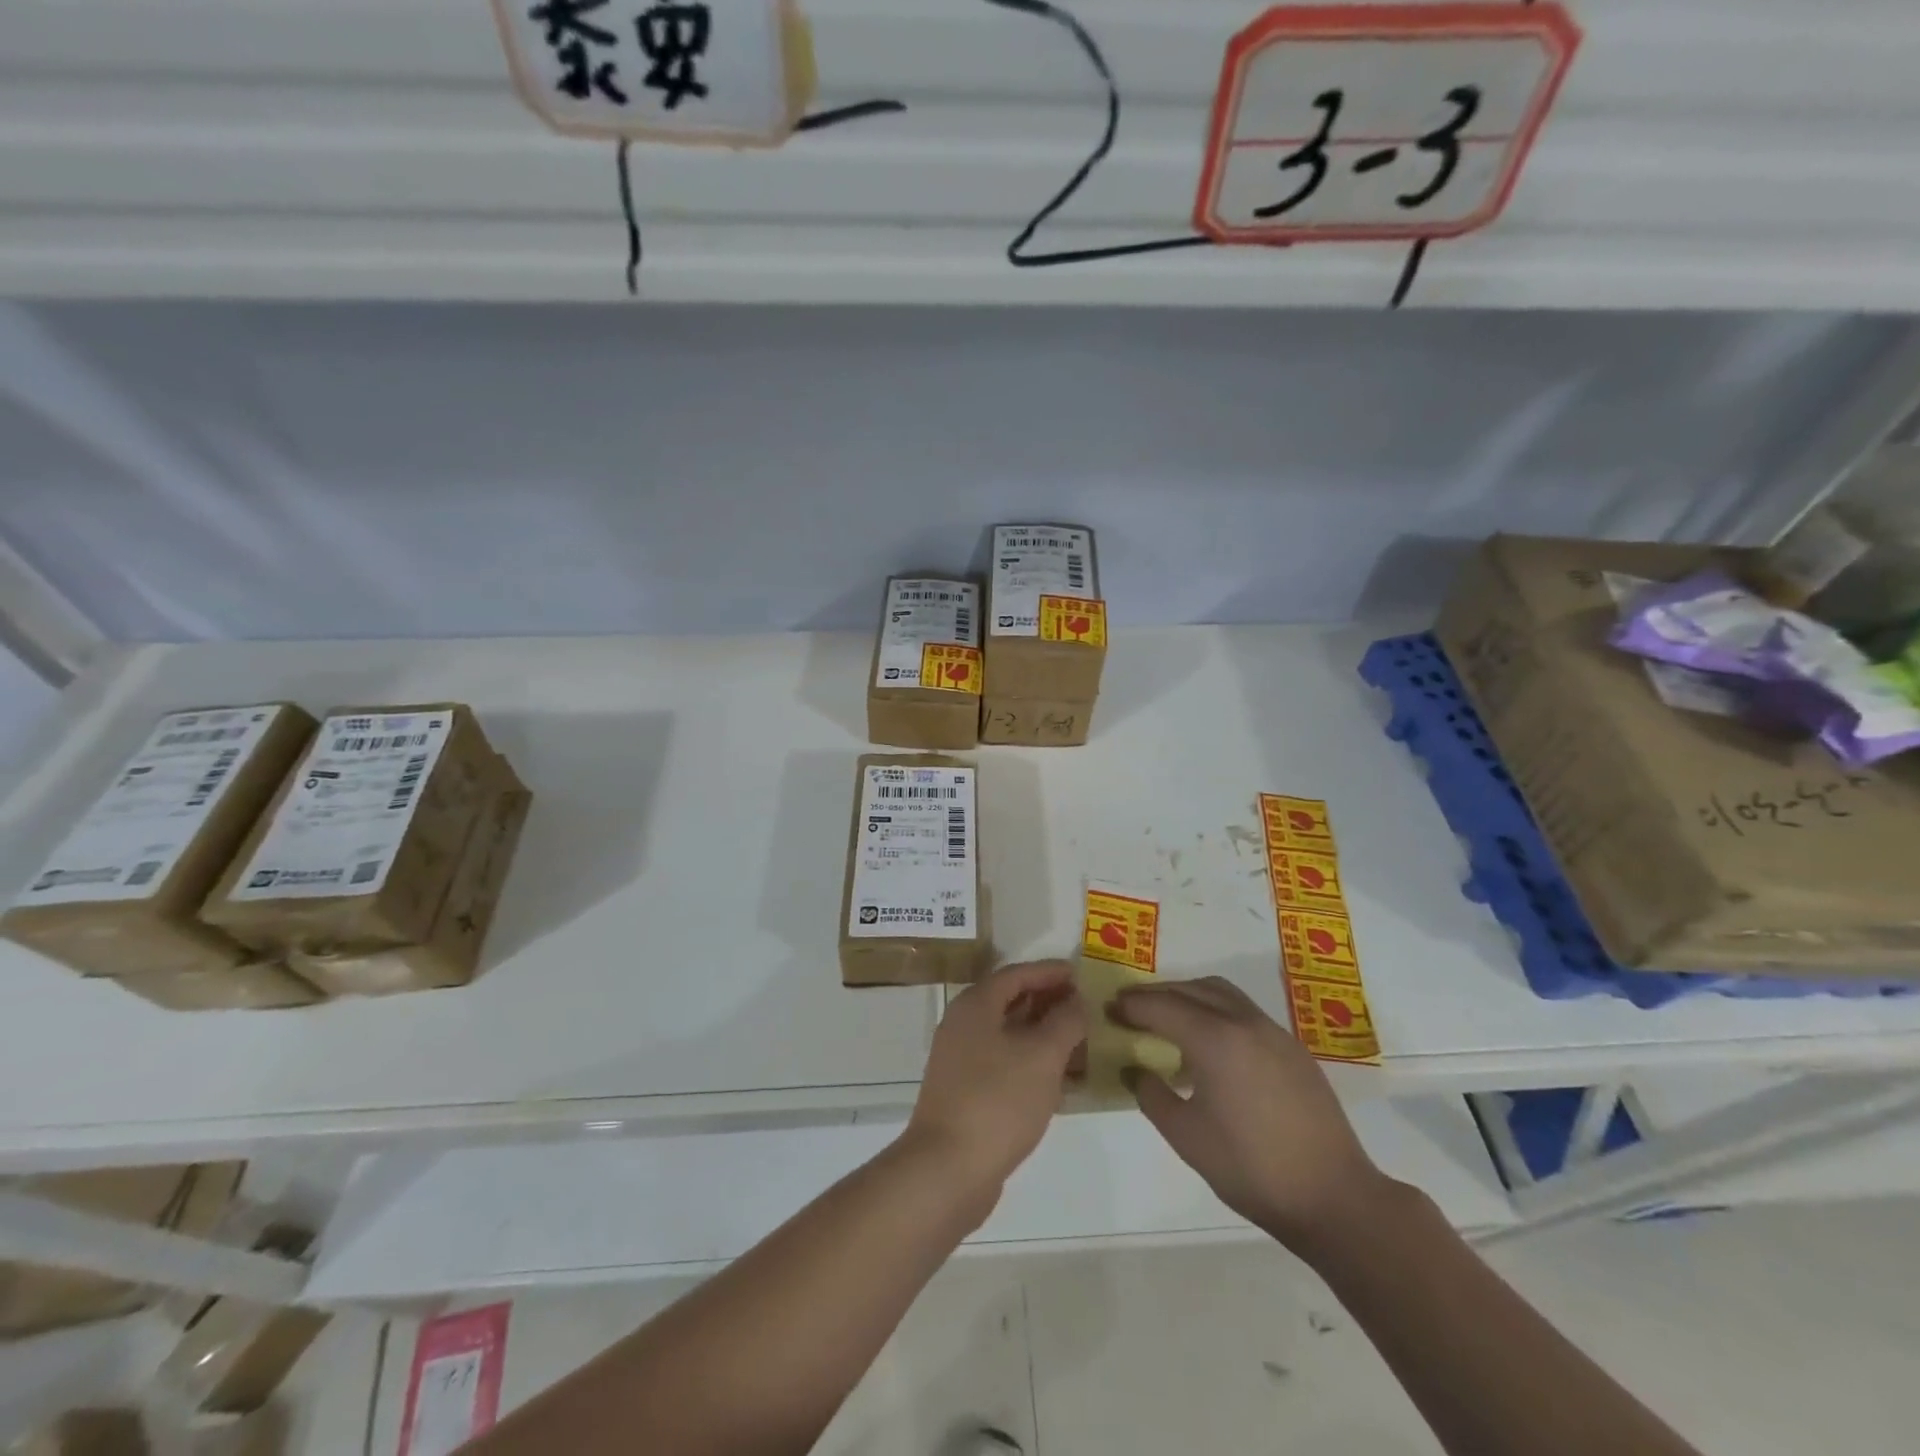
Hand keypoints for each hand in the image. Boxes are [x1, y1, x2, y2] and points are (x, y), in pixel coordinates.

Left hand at [905, 960, 1087, 1197]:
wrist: (947, 1169)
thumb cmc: (997, 1100)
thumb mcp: (1042, 1055)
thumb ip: (1065, 1022)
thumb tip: (1076, 1001)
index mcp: (976, 1005)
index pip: (1017, 974)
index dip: (1050, 971)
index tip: (1081, 974)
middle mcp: (964, 1025)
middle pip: (1011, 1002)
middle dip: (1049, 1003)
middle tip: (1086, 1008)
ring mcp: (962, 1061)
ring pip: (1010, 1036)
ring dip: (1044, 1036)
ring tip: (1082, 1044)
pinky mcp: (967, 1093)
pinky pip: (1006, 1064)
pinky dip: (1033, 1064)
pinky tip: (1062, 1082)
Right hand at [1114, 977, 1387, 1248]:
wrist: (1334, 1197)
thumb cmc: (1251, 1168)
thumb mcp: (1186, 1136)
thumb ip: (1152, 1095)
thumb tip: (1134, 1069)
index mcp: (1215, 1039)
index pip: (1162, 1007)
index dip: (1132, 1006)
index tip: (1109, 1010)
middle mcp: (1244, 1022)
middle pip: (1191, 990)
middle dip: (1157, 995)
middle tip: (1130, 1009)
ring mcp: (1273, 1032)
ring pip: (1221, 993)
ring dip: (1188, 996)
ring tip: (1167, 1018)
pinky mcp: (1292, 1049)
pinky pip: (1243, 1011)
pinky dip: (1215, 1011)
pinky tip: (1209, 1043)